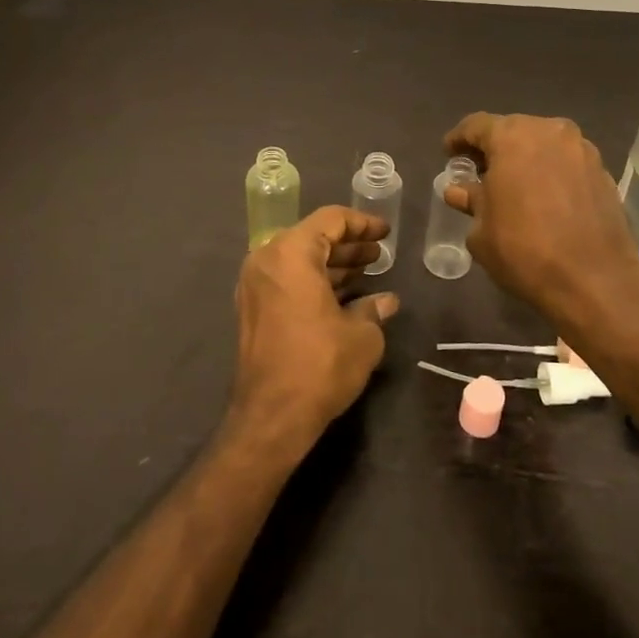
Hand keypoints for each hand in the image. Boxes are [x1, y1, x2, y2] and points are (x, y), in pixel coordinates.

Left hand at [227, 206, 398, 457]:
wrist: (271, 417)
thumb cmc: (320, 364)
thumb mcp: (361, 335)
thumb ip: (373, 308)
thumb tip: (386, 301)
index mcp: (291, 252)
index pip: (330, 220)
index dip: (362, 223)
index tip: (386, 232)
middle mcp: (267, 260)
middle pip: (312, 237)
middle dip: (348, 244)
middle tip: (379, 253)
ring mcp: (255, 285)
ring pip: (299, 260)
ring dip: (332, 264)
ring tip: (367, 271)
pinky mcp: (253, 309)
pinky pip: (287, 280)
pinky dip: (314, 281)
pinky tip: (343, 295)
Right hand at [442, 112, 638, 323]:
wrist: (596, 281)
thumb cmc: (524, 250)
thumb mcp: (481, 230)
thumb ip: (471, 201)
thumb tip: (460, 190)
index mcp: (512, 136)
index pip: (476, 125)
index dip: (458, 139)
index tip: (449, 154)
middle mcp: (549, 131)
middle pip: (512, 130)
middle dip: (494, 148)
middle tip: (479, 172)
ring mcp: (581, 149)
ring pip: (543, 144)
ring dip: (525, 159)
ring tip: (513, 185)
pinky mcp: (603, 172)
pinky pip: (566, 162)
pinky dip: (550, 172)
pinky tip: (544, 197)